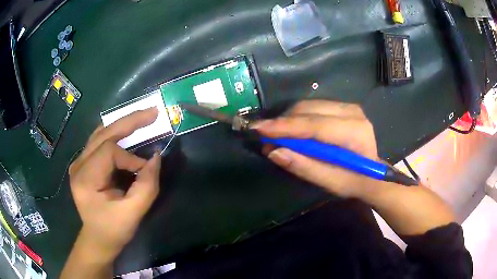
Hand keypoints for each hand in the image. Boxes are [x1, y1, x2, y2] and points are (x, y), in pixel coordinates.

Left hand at [68, 107, 160, 259]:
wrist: (97, 238)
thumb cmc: (113, 229)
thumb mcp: (132, 213)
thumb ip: (146, 185)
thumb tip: (156, 157)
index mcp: (85, 178)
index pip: (109, 152)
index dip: (130, 158)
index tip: (144, 171)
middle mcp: (79, 164)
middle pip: (104, 133)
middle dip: (130, 121)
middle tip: (152, 112)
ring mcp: (79, 162)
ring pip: (101, 133)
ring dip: (123, 124)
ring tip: (143, 117)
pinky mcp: (84, 163)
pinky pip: (100, 141)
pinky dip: (116, 133)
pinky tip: (127, 130)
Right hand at [253, 100, 381, 198]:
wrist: (374, 174)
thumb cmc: (355, 182)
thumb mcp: (331, 182)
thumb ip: (304, 167)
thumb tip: (273, 152)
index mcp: (354, 132)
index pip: (314, 125)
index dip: (284, 127)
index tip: (257, 128)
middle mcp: (352, 112)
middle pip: (308, 110)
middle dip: (282, 123)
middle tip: (264, 137)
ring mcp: (349, 106)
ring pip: (308, 106)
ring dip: (288, 120)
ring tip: (276, 137)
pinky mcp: (343, 106)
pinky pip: (313, 107)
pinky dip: (298, 118)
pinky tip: (291, 131)